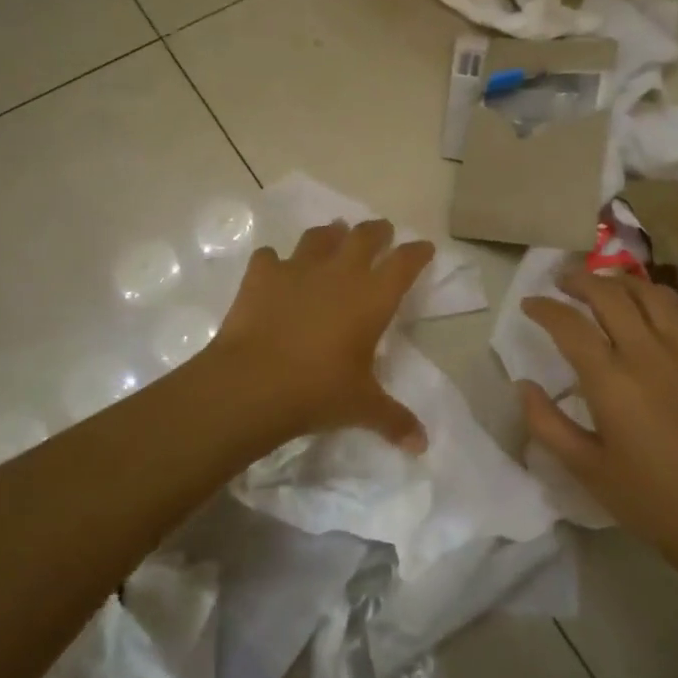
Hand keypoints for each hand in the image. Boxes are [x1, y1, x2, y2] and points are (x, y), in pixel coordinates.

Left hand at [210, 219, 433, 452]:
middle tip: (381, 232)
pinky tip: (275, 269)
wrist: (253, 382)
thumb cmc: (318, 391)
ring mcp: (298, 268)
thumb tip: (422, 446)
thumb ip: (394, 420)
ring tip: (334, 235)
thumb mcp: (362, 407)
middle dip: (377, 231)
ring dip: (330, 234)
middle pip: (364, 236)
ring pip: (319, 237)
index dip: (417, 252)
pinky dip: (275, 261)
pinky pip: (270, 257)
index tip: (424, 247)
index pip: (404, 263)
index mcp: (372, 297)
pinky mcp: (262, 274)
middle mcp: (339, 272)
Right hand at [519, 271, 677, 569]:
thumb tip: (523, 385)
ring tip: (605, 286)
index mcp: (611, 381)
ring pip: (650, 294)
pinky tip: (656, 303)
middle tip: (563, 283)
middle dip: (579, 281)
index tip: (529, 304)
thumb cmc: (653, 500)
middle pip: (608, 294)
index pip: (568, 324)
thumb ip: (546, 424)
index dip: (543, 307)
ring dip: (620, 283)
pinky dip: (666, 297)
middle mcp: (648, 353)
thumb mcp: (587, 470)